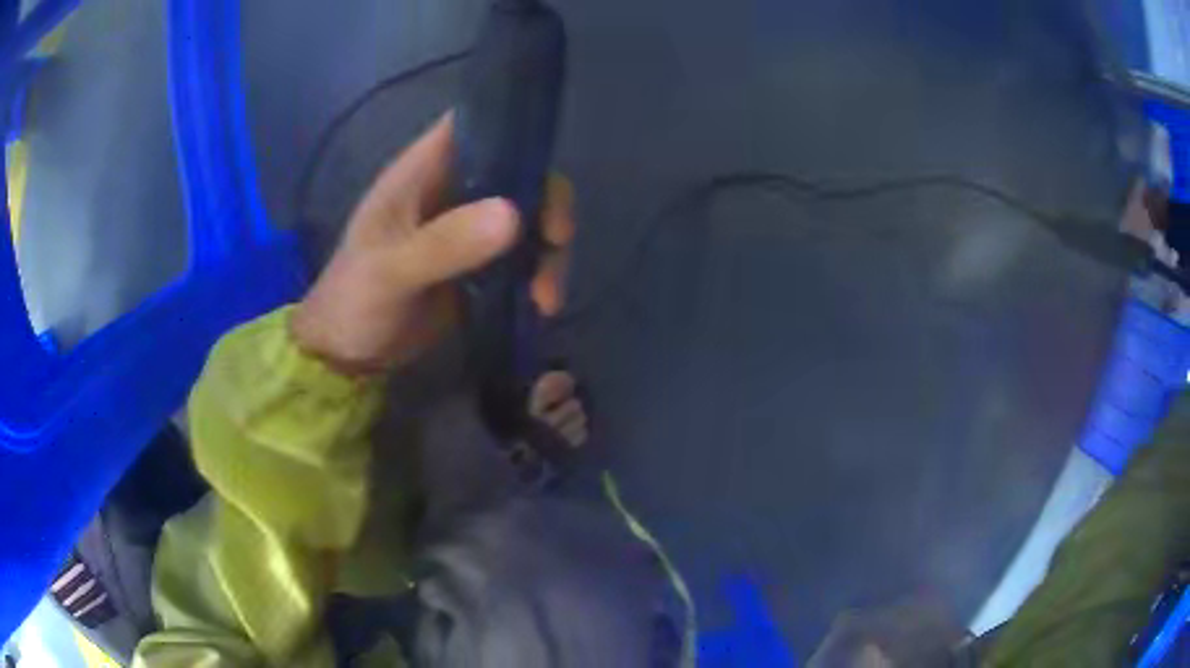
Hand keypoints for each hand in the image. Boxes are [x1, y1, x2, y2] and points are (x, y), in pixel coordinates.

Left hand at [291, 113, 574, 374]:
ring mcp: (468, 228)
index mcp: (422, 172)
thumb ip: (443, 244)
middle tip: (557, 241)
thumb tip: (514, 214)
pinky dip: (539, 273)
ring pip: (528, 216)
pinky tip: (541, 304)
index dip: (513, 127)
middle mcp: (451, 190)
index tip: (544, 162)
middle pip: (516, 171)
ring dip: (548, 250)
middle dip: (547, 202)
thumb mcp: (390, 273)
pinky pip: (523, 256)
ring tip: (546, 297)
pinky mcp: (480, 264)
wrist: (349, 356)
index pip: (474, 125)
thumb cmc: (354, 301)